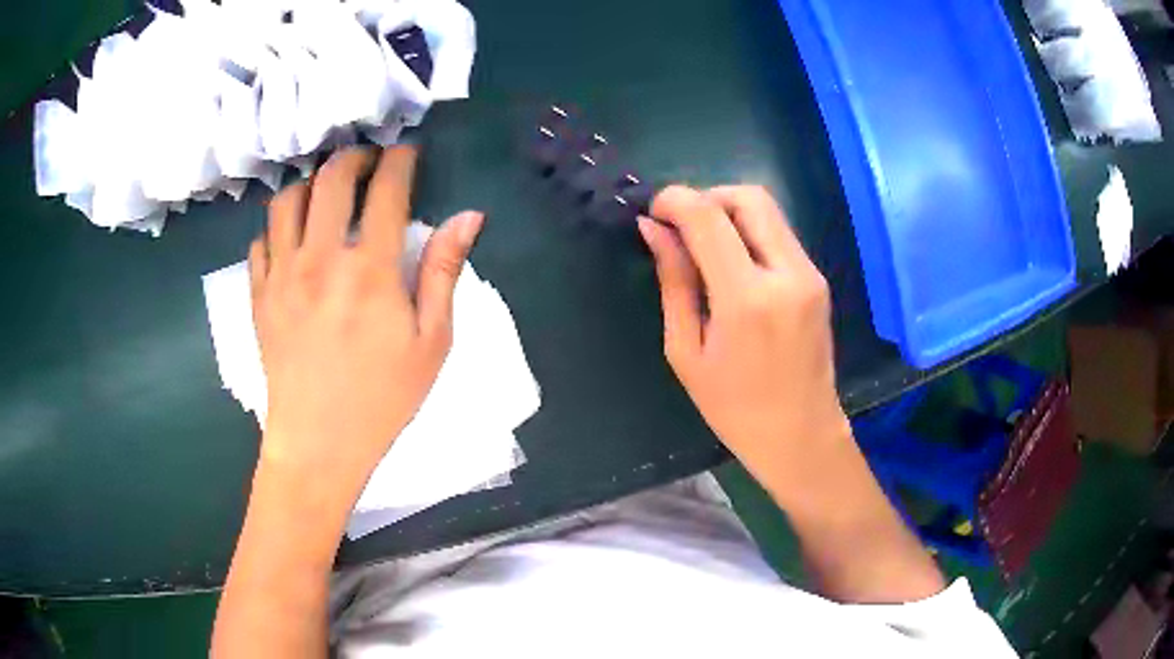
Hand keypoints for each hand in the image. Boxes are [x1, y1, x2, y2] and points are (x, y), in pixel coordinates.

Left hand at [249, 145, 483, 504]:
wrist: (319, 442)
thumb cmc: (382, 397)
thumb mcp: (430, 342)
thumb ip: (444, 272)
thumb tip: (468, 217)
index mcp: (368, 269)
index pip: (385, 190)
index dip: (399, 161)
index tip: (407, 152)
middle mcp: (319, 258)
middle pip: (330, 179)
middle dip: (354, 158)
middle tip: (368, 161)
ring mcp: (281, 275)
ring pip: (287, 200)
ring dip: (310, 183)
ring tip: (325, 191)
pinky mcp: (258, 295)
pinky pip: (261, 240)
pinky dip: (277, 227)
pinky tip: (292, 237)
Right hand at [638, 185, 851, 496]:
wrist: (801, 435)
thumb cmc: (734, 408)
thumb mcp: (686, 351)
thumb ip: (674, 282)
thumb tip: (653, 229)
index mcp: (746, 299)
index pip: (708, 216)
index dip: (675, 200)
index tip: (654, 212)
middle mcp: (786, 274)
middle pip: (748, 197)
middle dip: (707, 197)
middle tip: (682, 226)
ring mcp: (809, 274)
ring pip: (767, 210)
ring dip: (729, 212)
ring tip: (704, 245)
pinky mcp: (818, 279)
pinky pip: (779, 234)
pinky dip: (750, 231)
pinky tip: (733, 264)